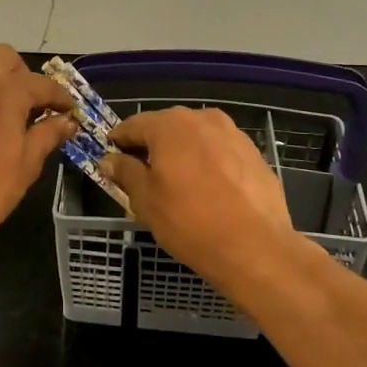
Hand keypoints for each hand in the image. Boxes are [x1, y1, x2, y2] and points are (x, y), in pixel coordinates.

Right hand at [101, 107, 296, 284]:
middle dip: (151, 147)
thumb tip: (110, 159)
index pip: (133, 125)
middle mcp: (202, 118)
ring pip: (195, 138)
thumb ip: (125, 172)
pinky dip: (208, 163)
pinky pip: (219, 152)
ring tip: (177, 185)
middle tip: (142, 176)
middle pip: (166, 128)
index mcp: (170, 125)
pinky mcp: (254, 153)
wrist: (256, 248)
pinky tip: (208, 191)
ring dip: (182, 154)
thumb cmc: (190, 222)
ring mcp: (232, 133)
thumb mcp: (145, 200)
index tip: (111, 160)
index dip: (118, 142)